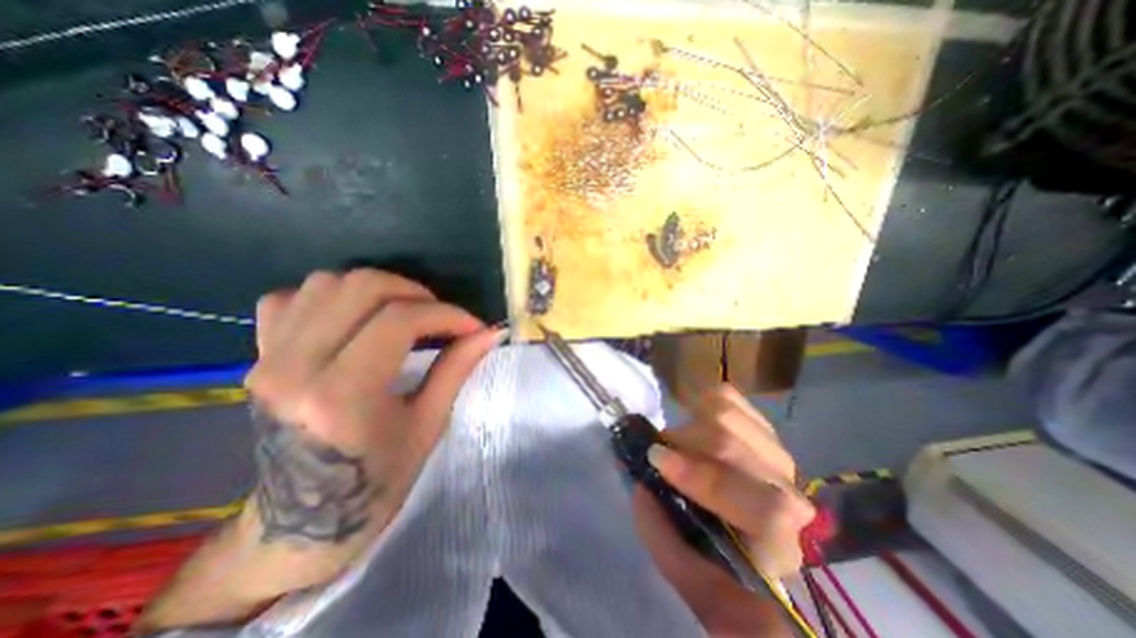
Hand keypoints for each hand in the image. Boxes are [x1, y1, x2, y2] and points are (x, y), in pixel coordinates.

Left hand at [139, 270, 502, 632]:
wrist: (303, 521)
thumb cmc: (377, 480)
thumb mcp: (429, 423)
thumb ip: (458, 367)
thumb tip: (491, 332)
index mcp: (342, 396)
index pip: (399, 320)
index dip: (447, 314)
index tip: (473, 326)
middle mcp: (295, 368)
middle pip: (362, 287)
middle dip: (416, 293)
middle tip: (441, 316)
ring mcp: (267, 359)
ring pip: (327, 282)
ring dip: (378, 290)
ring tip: (406, 315)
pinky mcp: (258, 357)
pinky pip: (291, 298)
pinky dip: (332, 297)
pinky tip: (356, 319)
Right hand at [630, 386, 815, 634]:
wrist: (749, 535)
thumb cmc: (719, 560)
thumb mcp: (687, 571)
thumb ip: (662, 536)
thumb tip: (641, 487)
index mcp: (778, 544)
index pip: (761, 509)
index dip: (702, 478)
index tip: (656, 459)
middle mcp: (789, 493)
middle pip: (733, 446)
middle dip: (683, 441)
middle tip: (658, 449)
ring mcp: (777, 454)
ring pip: (729, 415)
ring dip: (690, 423)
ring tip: (678, 441)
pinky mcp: (763, 429)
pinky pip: (729, 397)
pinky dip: (703, 401)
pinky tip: (696, 419)